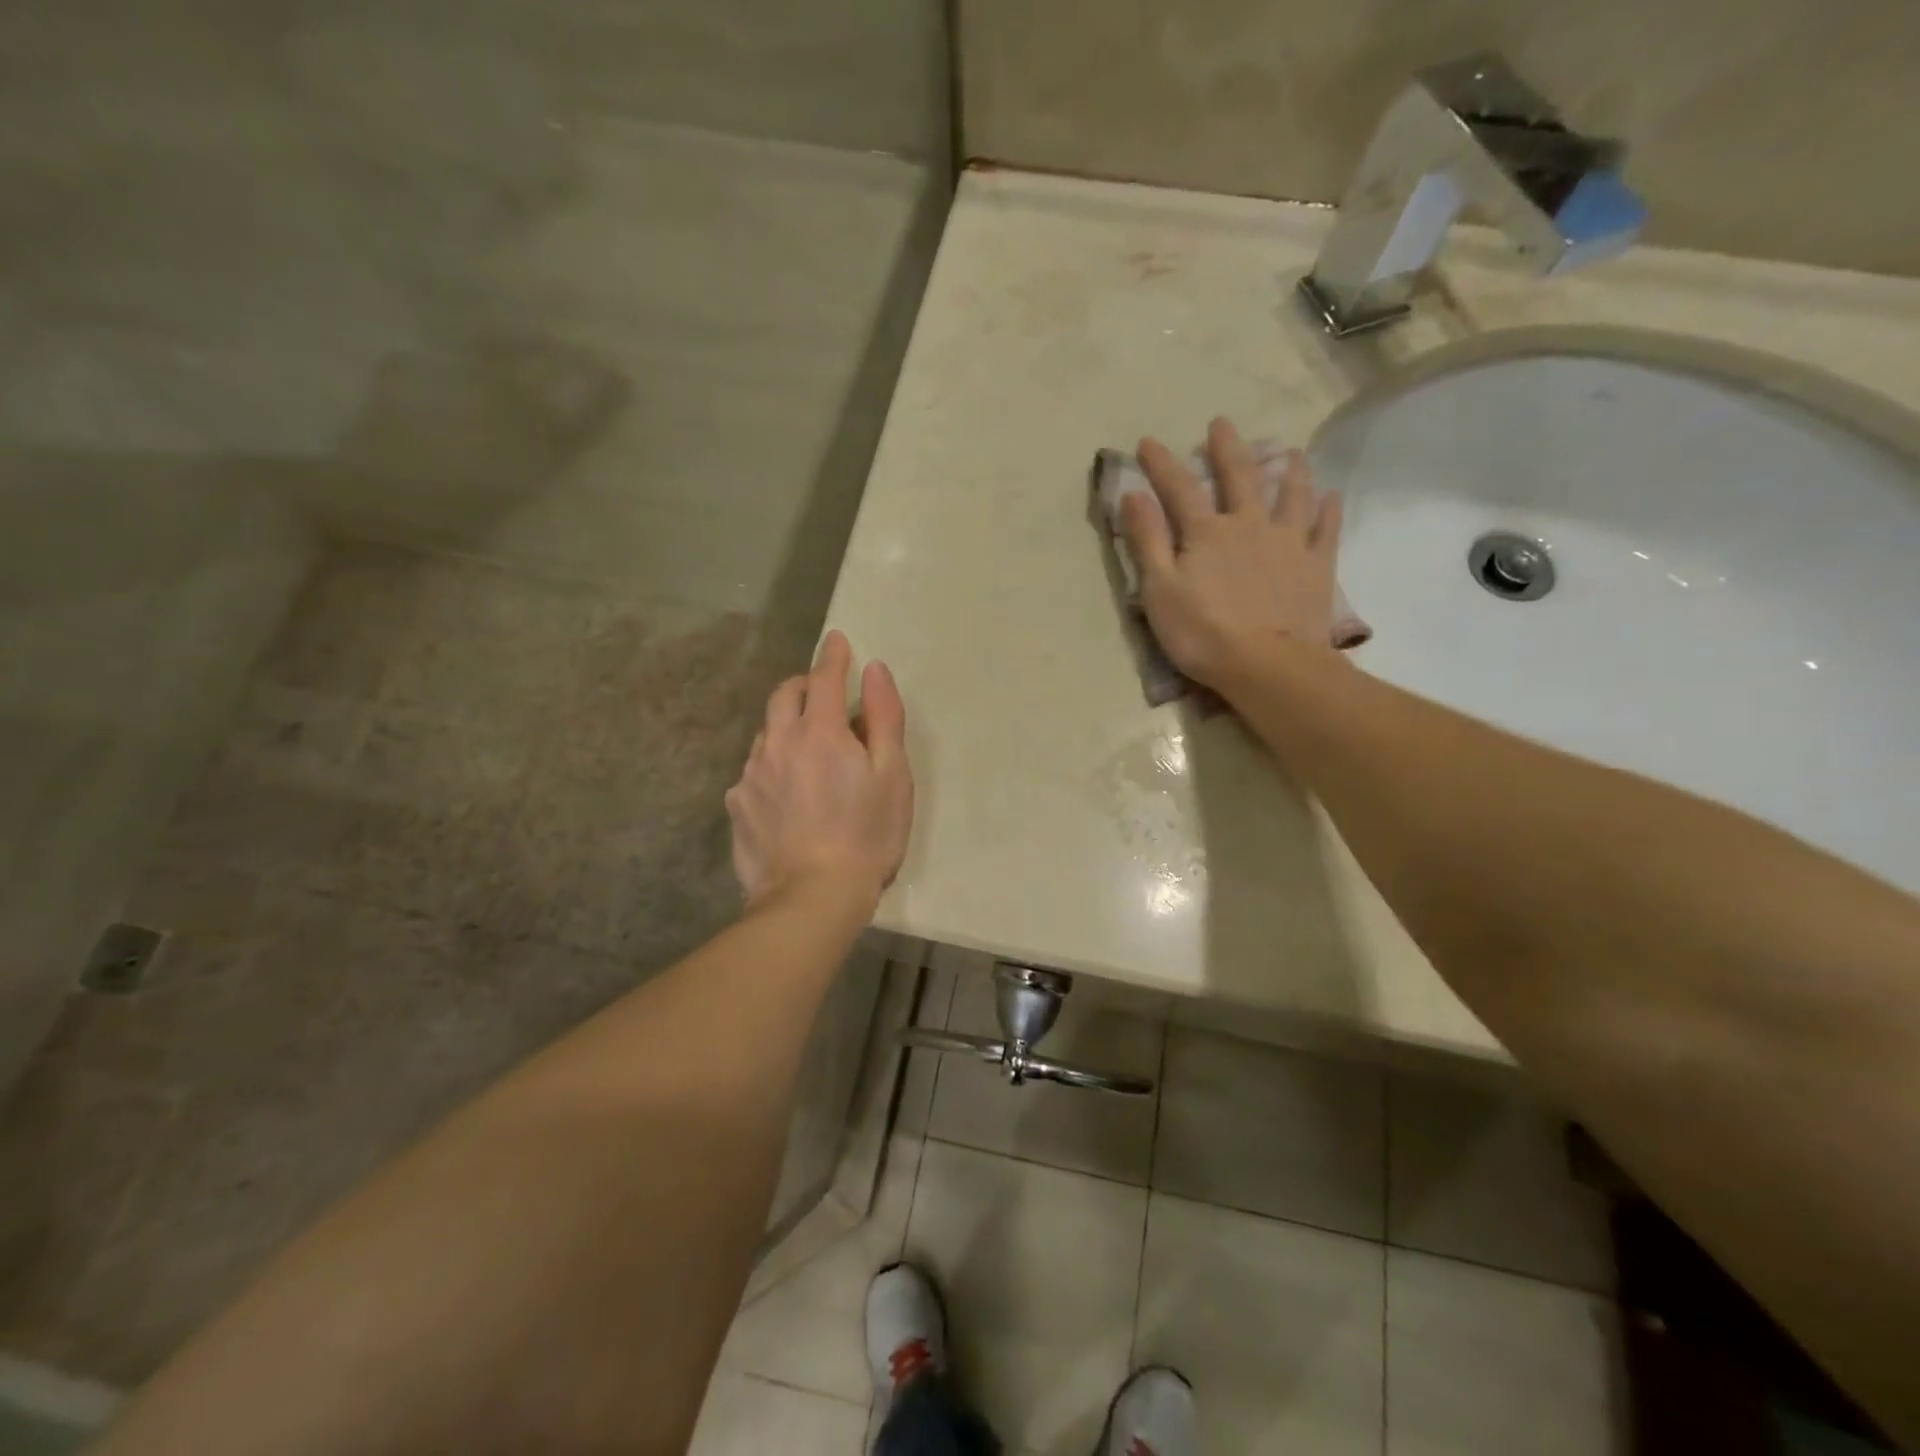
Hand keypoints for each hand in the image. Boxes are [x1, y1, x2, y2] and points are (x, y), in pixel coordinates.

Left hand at [726, 630, 913, 911]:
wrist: (812, 898)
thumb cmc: (867, 835)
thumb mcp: (892, 776)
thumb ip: (884, 718)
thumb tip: (874, 671)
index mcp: (821, 731)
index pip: (825, 677)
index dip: (834, 656)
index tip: (837, 640)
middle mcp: (778, 742)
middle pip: (785, 695)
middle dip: (804, 684)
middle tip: (823, 692)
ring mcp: (751, 773)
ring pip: (766, 731)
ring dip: (786, 724)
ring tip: (807, 746)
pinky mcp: (737, 805)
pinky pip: (753, 769)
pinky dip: (771, 763)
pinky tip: (785, 790)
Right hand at [1120, 416, 1343, 690]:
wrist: (1266, 665)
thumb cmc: (1202, 632)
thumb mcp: (1159, 589)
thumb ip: (1147, 540)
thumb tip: (1133, 494)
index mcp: (1207, 532)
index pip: (1179, 489)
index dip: (1161, 464)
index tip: (1147, 441)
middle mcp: (1249, 526)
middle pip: (1239, 477)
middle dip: (1226, 448)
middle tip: (1222, 423)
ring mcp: (1288, 543)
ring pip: (1291, 495)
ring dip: (1288, 470)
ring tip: (1290, 451)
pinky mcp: (1316, 567)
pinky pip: (1326, 530)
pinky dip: (1329, 511)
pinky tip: (1331, 496)